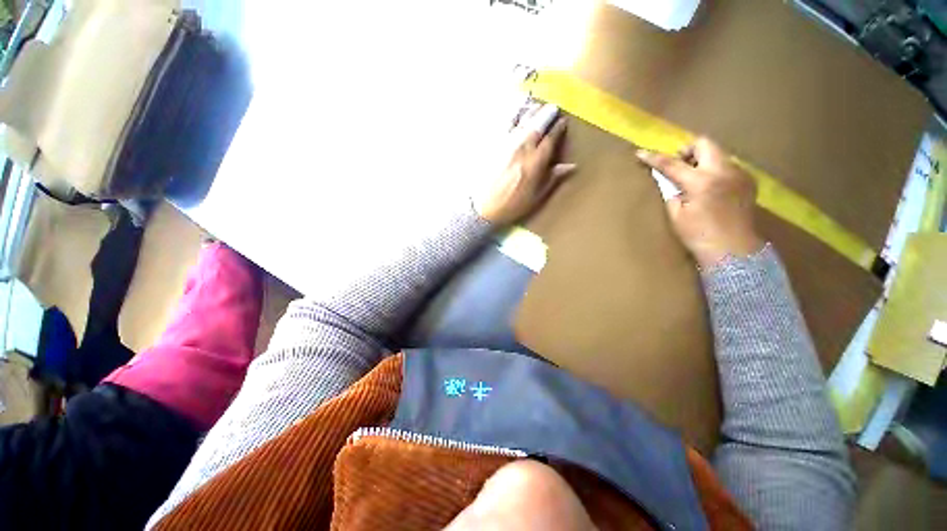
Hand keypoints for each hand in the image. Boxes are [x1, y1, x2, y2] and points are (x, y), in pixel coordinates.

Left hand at [473, 104, 575, 225]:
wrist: (484, 208)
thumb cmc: (512, 205)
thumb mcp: (536, 197)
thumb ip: (553, 179)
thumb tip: (572, 166)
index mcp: (535, 162)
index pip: (550, 139)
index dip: (558, 128)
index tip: (563, 121)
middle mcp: (521, 149)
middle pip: (537, 125)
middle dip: (546, 114)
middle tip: (552, 107)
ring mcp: (505, 145)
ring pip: (521, 121)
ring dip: (531, 111)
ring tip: (536, 105)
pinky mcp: (492, 146)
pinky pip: (503, 125)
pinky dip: (511, 116)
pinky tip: (514, 112)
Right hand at [637, 137, 763, 267]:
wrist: (734, 251)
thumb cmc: (699, 236)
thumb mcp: (676, 216)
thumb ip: (671, 192)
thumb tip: (668, 180)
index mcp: (702, 182)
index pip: (672, 164)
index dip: (654, 158)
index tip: (640, 153)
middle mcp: (724, 171)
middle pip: (704, 143)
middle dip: (687, 151)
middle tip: (678, 167)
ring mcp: (740, 174)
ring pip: (717, 153)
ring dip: (702, 161)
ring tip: (694, 181)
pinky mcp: (748, 181)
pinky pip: (727, 166)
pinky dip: (714, 171)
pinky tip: (711, 189)